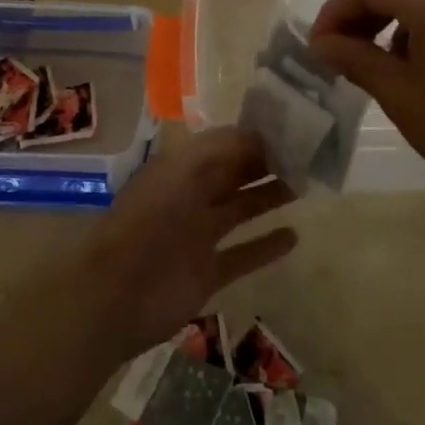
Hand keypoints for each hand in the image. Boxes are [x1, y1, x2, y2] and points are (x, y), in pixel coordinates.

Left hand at [72, 127, 296, 359]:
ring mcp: (199, 235)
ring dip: (268, 197)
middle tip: (306, 156)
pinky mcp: (207, 272)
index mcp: (180, 167)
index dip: (253, 137)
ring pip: (241, 209)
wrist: (117, 294)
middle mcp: (190, 196)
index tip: (290, 130)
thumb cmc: (151, 219)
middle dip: (265, 164)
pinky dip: (266, 246)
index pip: (223, 144)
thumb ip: (224, 148)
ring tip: (304, 186)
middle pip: (233, 174)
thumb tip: (262, 134)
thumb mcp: (185, 168)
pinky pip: (243, 254)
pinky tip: (294, 236)